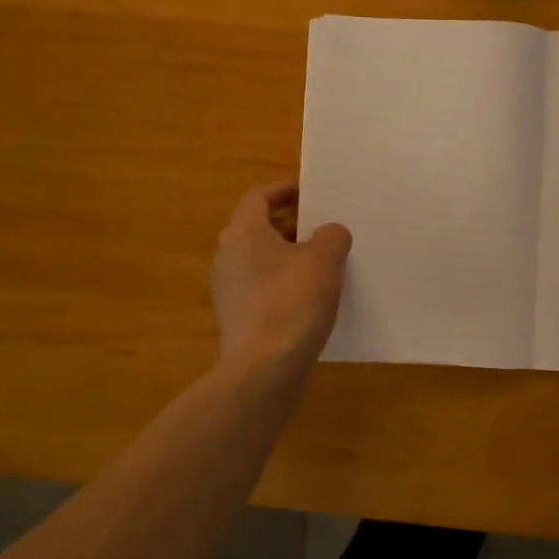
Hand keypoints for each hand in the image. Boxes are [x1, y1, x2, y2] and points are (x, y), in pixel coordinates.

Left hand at [211, 182, 351, 376]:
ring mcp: (228, 290)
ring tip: (322, 263)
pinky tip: (309, 298)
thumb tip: (328, 233)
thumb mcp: (325, 259)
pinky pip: (261, 288)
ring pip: (260, 260)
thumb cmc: (293, 302)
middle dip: (291, 224)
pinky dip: (282, 283)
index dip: (285, 191)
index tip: (311, 192)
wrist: (264, 368)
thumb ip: (331, 235)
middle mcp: (227, 256)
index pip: (258, 197)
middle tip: (323, 227)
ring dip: (288, 256)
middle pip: (258, 228)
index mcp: (243, 233)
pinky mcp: (236, 318)